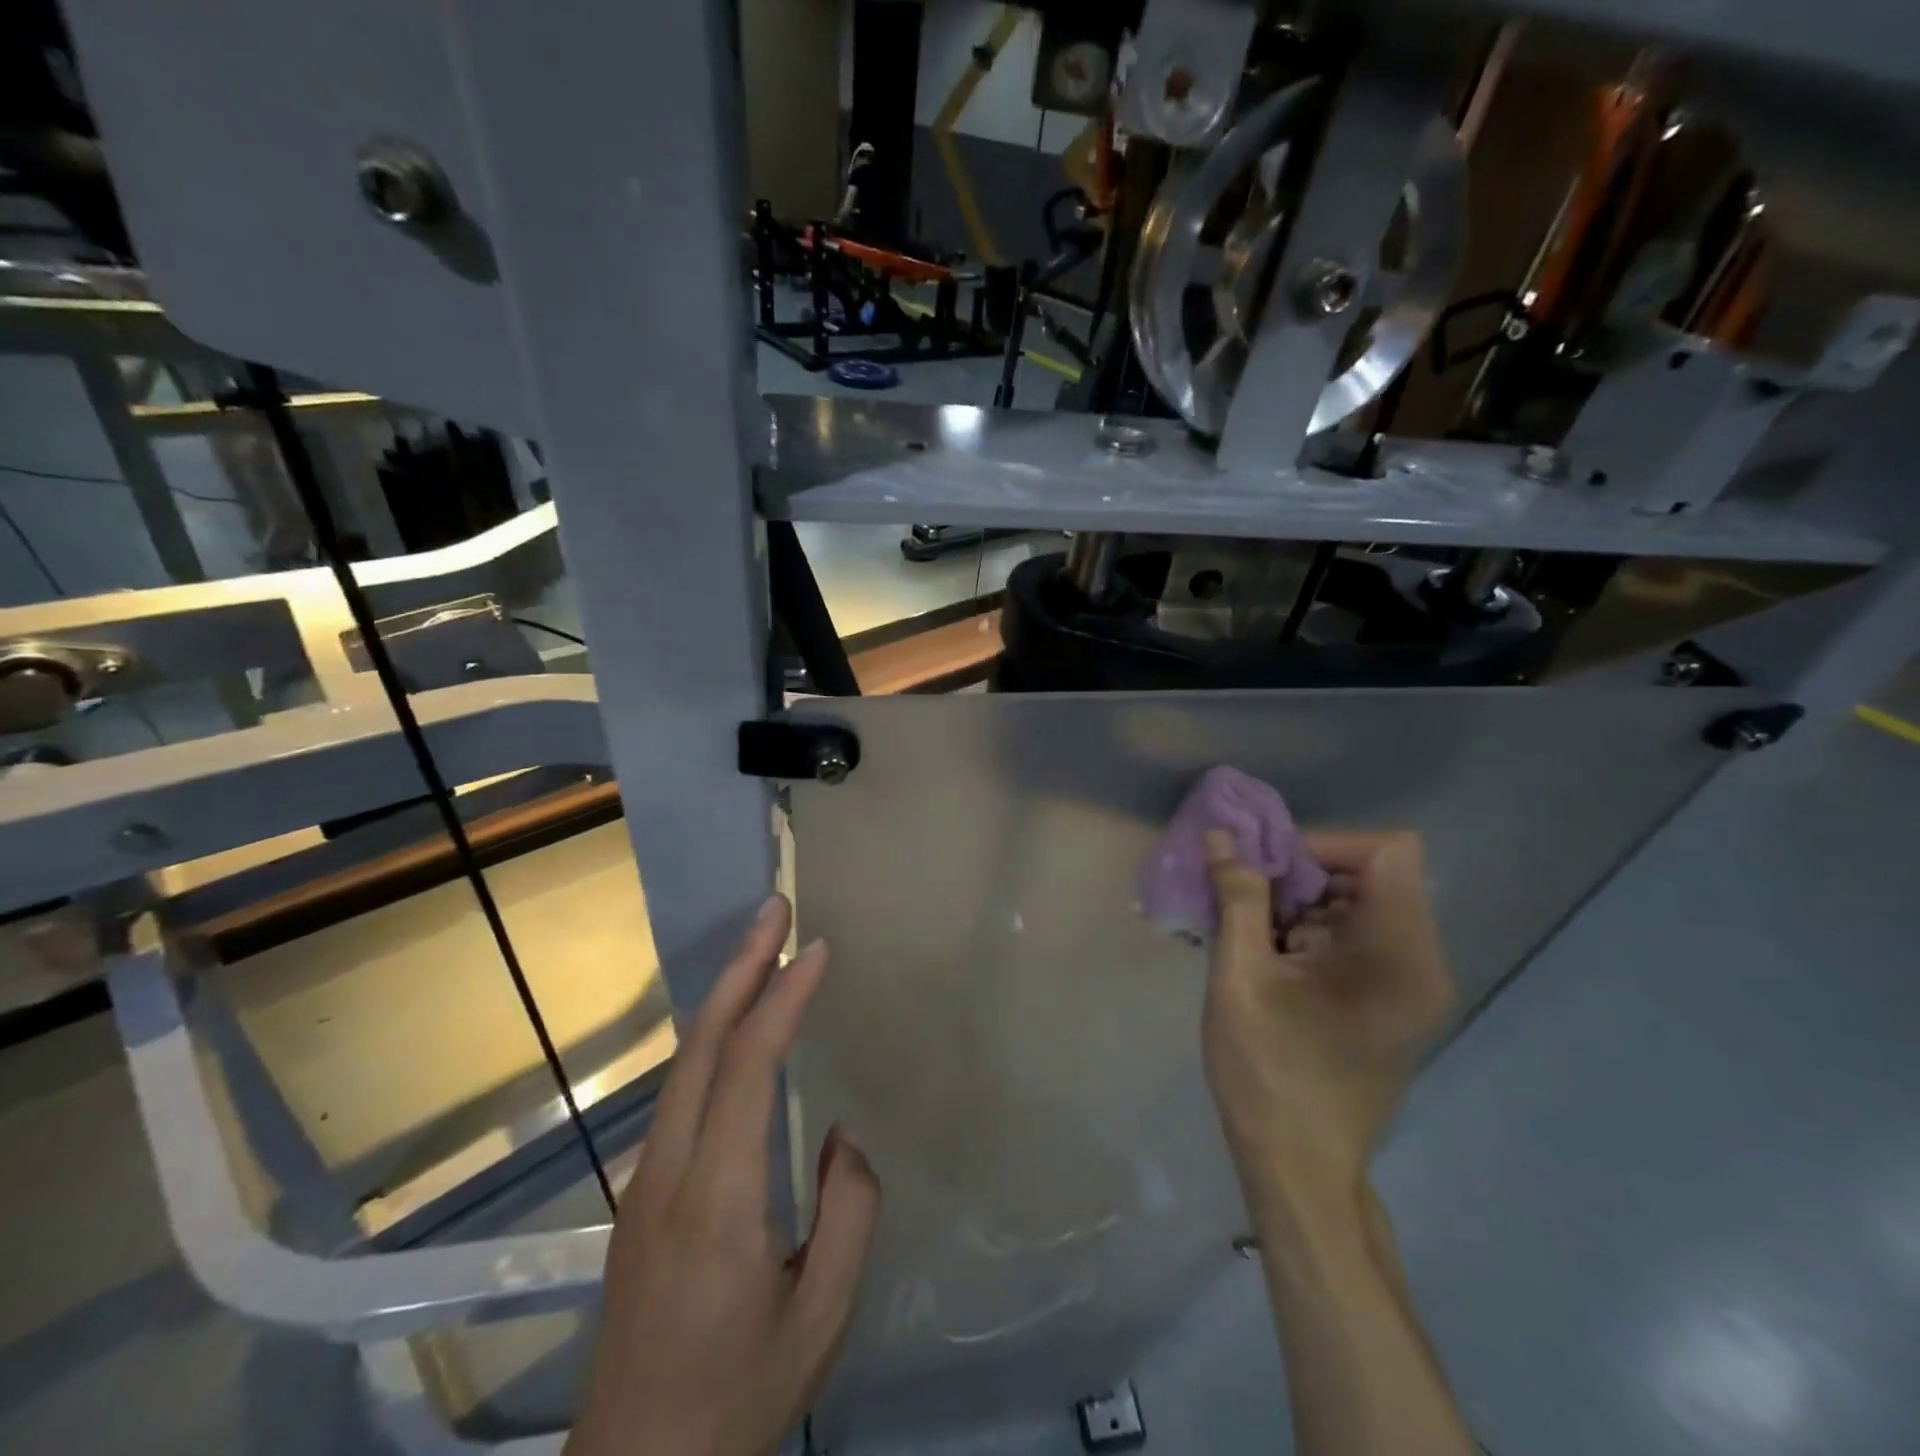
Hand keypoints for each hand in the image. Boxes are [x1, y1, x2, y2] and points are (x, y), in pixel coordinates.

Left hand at [567, 895, 879, 1455]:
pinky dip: (713, 1037)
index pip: (747, 1070)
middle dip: (740, 968)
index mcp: (716, 1202)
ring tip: (763, 948)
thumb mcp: (822, 1321)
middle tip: (775, 909)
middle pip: (700, 1046)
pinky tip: (736, 1027)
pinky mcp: (641, 1196)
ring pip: (683, 1064)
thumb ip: (848, 1214)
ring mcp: (645, 1182)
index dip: (782, 999)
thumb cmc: (738, 1402)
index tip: (815, 949)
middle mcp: (668, 1173)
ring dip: (724, 996)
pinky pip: (680, 1092)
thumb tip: (841, 1135)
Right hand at [1201, 829, 1452, 1216]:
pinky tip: (1269, 962)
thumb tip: (1222, 836)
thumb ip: (1237, 898)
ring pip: (1360, 903)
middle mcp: (1421, 961)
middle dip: (1303, 874)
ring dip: (1301, 904)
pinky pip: (1358, 936)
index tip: (1269, 871)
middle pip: (1372, 873)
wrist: (1300, 1168)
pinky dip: (1311, 932)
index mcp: (1399, 954)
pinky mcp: (1392, 1001)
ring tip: (1251, 935)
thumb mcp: (1240, 978)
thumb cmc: (1269, 1073)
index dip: (1325, 844)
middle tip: (1247, 900)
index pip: (1387, 850)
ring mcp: (1411, 984)